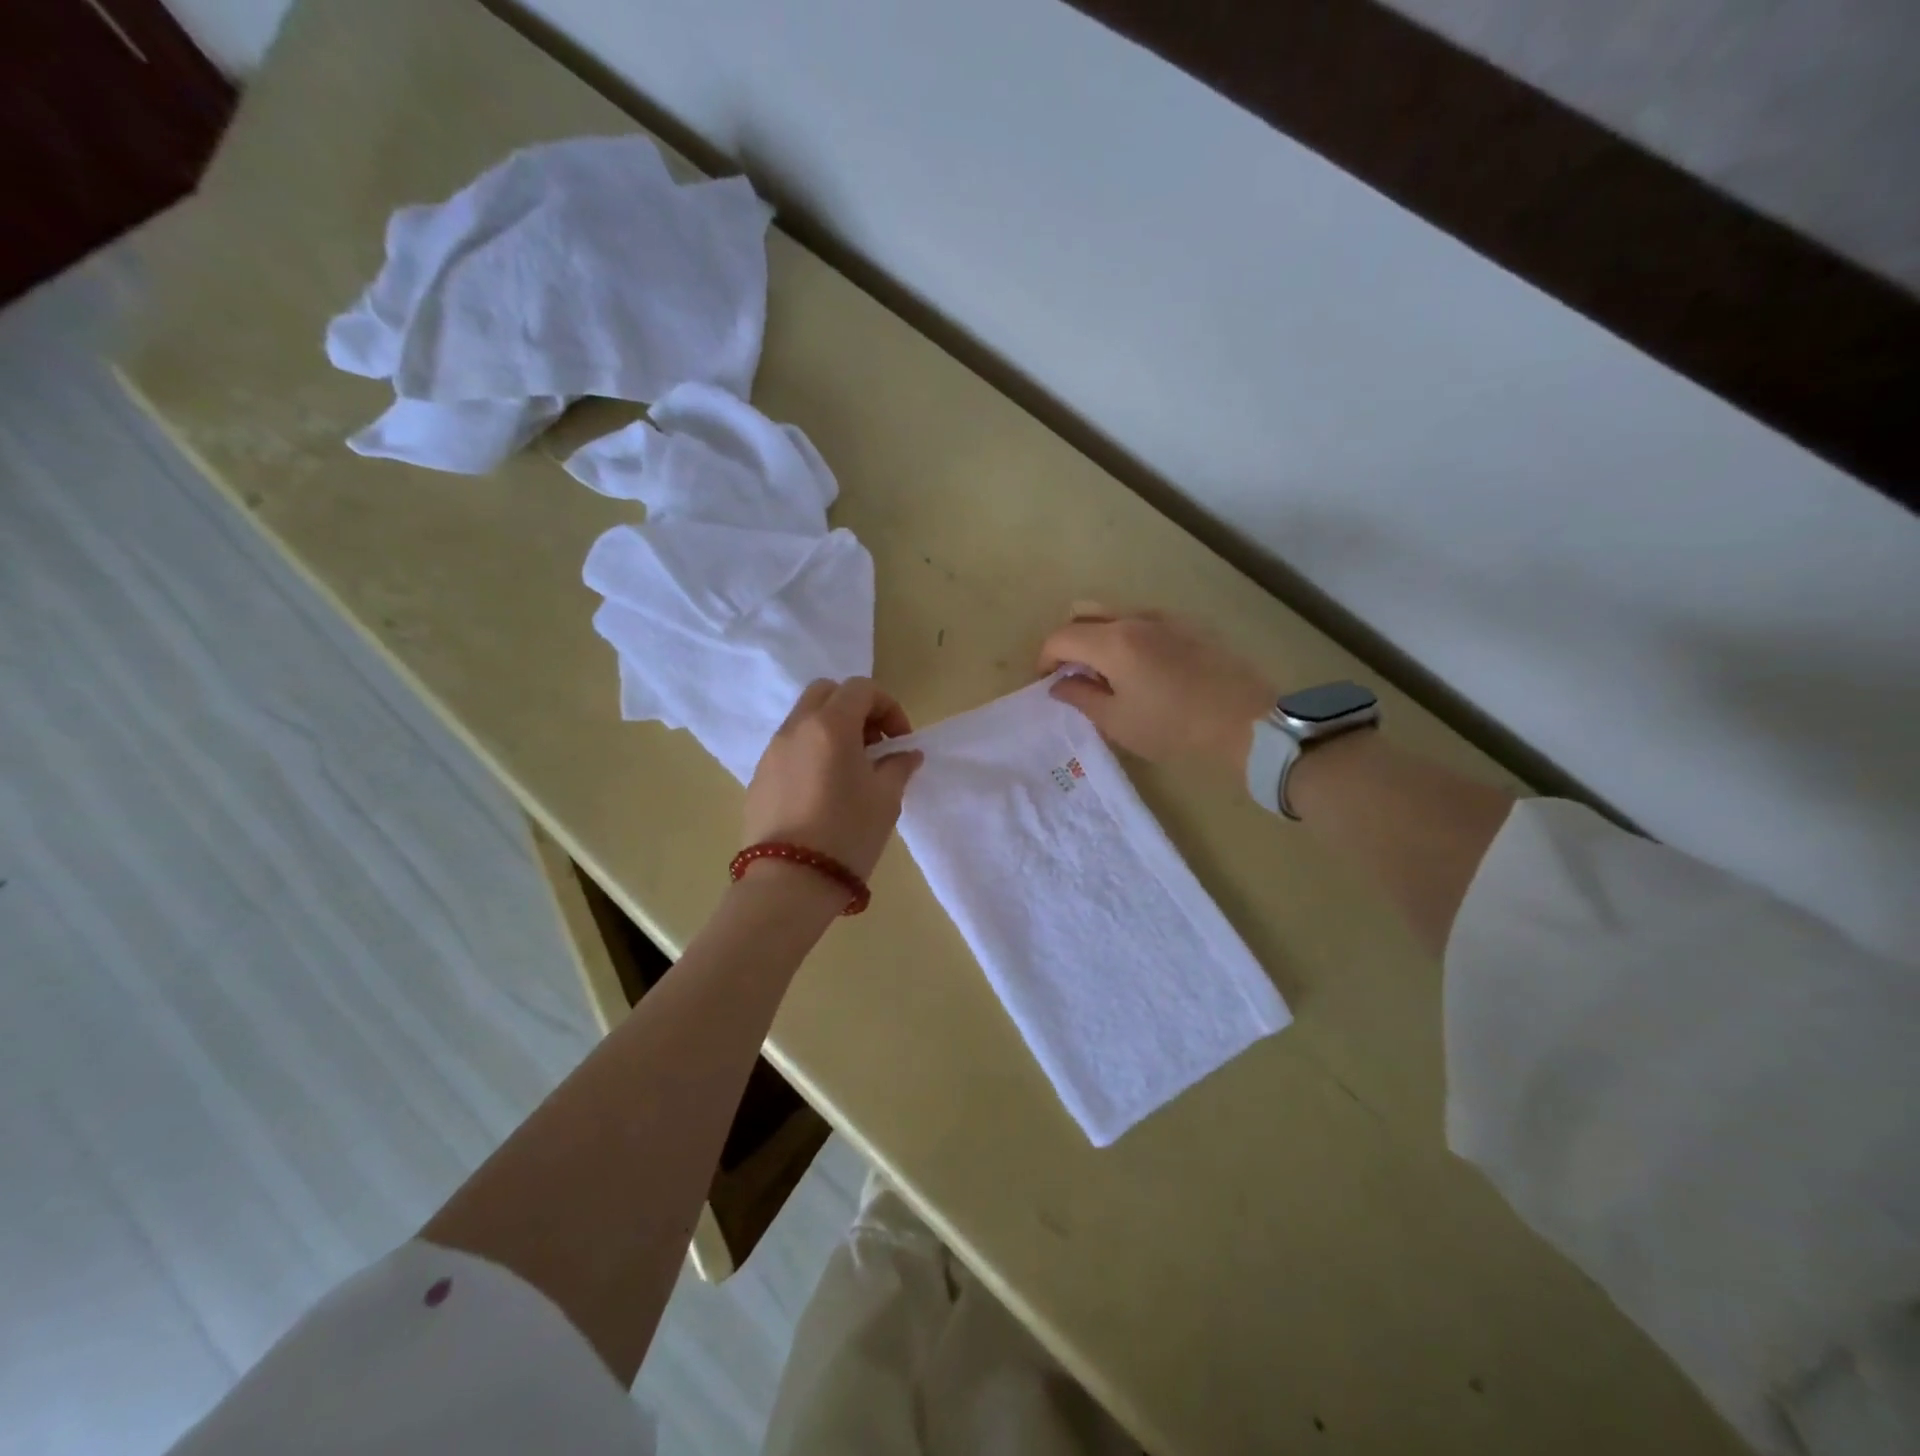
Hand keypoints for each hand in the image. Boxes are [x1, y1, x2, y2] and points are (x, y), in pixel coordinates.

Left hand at [742, 678, 922, 879]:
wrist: (790, 883)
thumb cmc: (847, 834)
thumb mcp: (886, 799)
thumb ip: (898, 767)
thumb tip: (905, 755)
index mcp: (831, 725)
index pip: (861, 688)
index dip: (888, 707)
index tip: (899, 741)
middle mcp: (796, 728)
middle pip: (826, 692)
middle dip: (856, 709)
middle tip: (874, 744)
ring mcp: (772, 752)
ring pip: (804, 718)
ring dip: (832, 729)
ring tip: (850, 770)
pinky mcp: (758, 777)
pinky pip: (789, 747)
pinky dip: (811, 751)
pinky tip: (823, 790)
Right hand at [1038, 605, 1274, 767]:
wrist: (1247, 721)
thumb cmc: (1174, 727)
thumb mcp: (1118, 721)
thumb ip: (1081, 697)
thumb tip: (1059, 684)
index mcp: (1113, 641)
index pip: (1061, 637)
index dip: (1045, 659)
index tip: (1047, 683)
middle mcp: (1135, 618)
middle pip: (1085, 614)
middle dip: (1069, 640)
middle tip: (1072, 673)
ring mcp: (1165, 618)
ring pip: (1116, 614)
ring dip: (1099, 637)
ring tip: (1107, 673)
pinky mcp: (1189, 625)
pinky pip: (1144, 621)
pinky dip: (1127, 637)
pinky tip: (1142, 669)